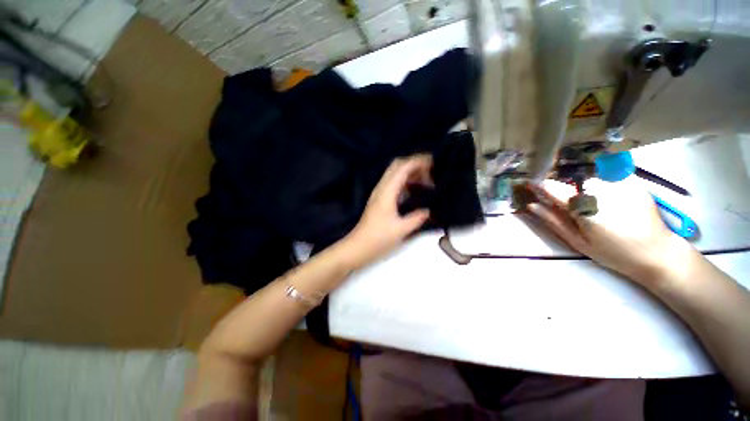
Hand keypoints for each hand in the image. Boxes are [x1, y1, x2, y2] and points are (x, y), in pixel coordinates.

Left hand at [344, 154, 432, 269]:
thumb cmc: (378, 238)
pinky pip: (394, 183)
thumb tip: (428, 211)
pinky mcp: (379, 199)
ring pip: (395, 174)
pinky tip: (415, 191)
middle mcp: (382, 188)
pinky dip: (406, 181)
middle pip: (397, 166)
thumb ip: (416, 218)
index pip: (402, 168)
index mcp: (387, 191)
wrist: (358, 246)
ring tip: (427, 182)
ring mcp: (379, 193)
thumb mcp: (401, 229)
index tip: (433, 163)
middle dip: (414, 164)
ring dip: (410, 173)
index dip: (417, 161)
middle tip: (431, 172)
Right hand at [525, 178, 693, 287]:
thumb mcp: (578, 241)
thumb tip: (532, 206)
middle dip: (565, 188)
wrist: (657, 252)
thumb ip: (554, 221)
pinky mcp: (632, 180)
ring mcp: (619, 183)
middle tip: (568, 202)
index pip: (554, 189)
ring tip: (592, 203)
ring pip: (588, 177)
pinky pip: (607, 175)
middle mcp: (601, 190)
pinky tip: (608, 198)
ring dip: (583, 186)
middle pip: (571, 181)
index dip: (541, 186)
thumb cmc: (614, 252)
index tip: (531, 183)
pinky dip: (601, 183)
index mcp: (585, 208)